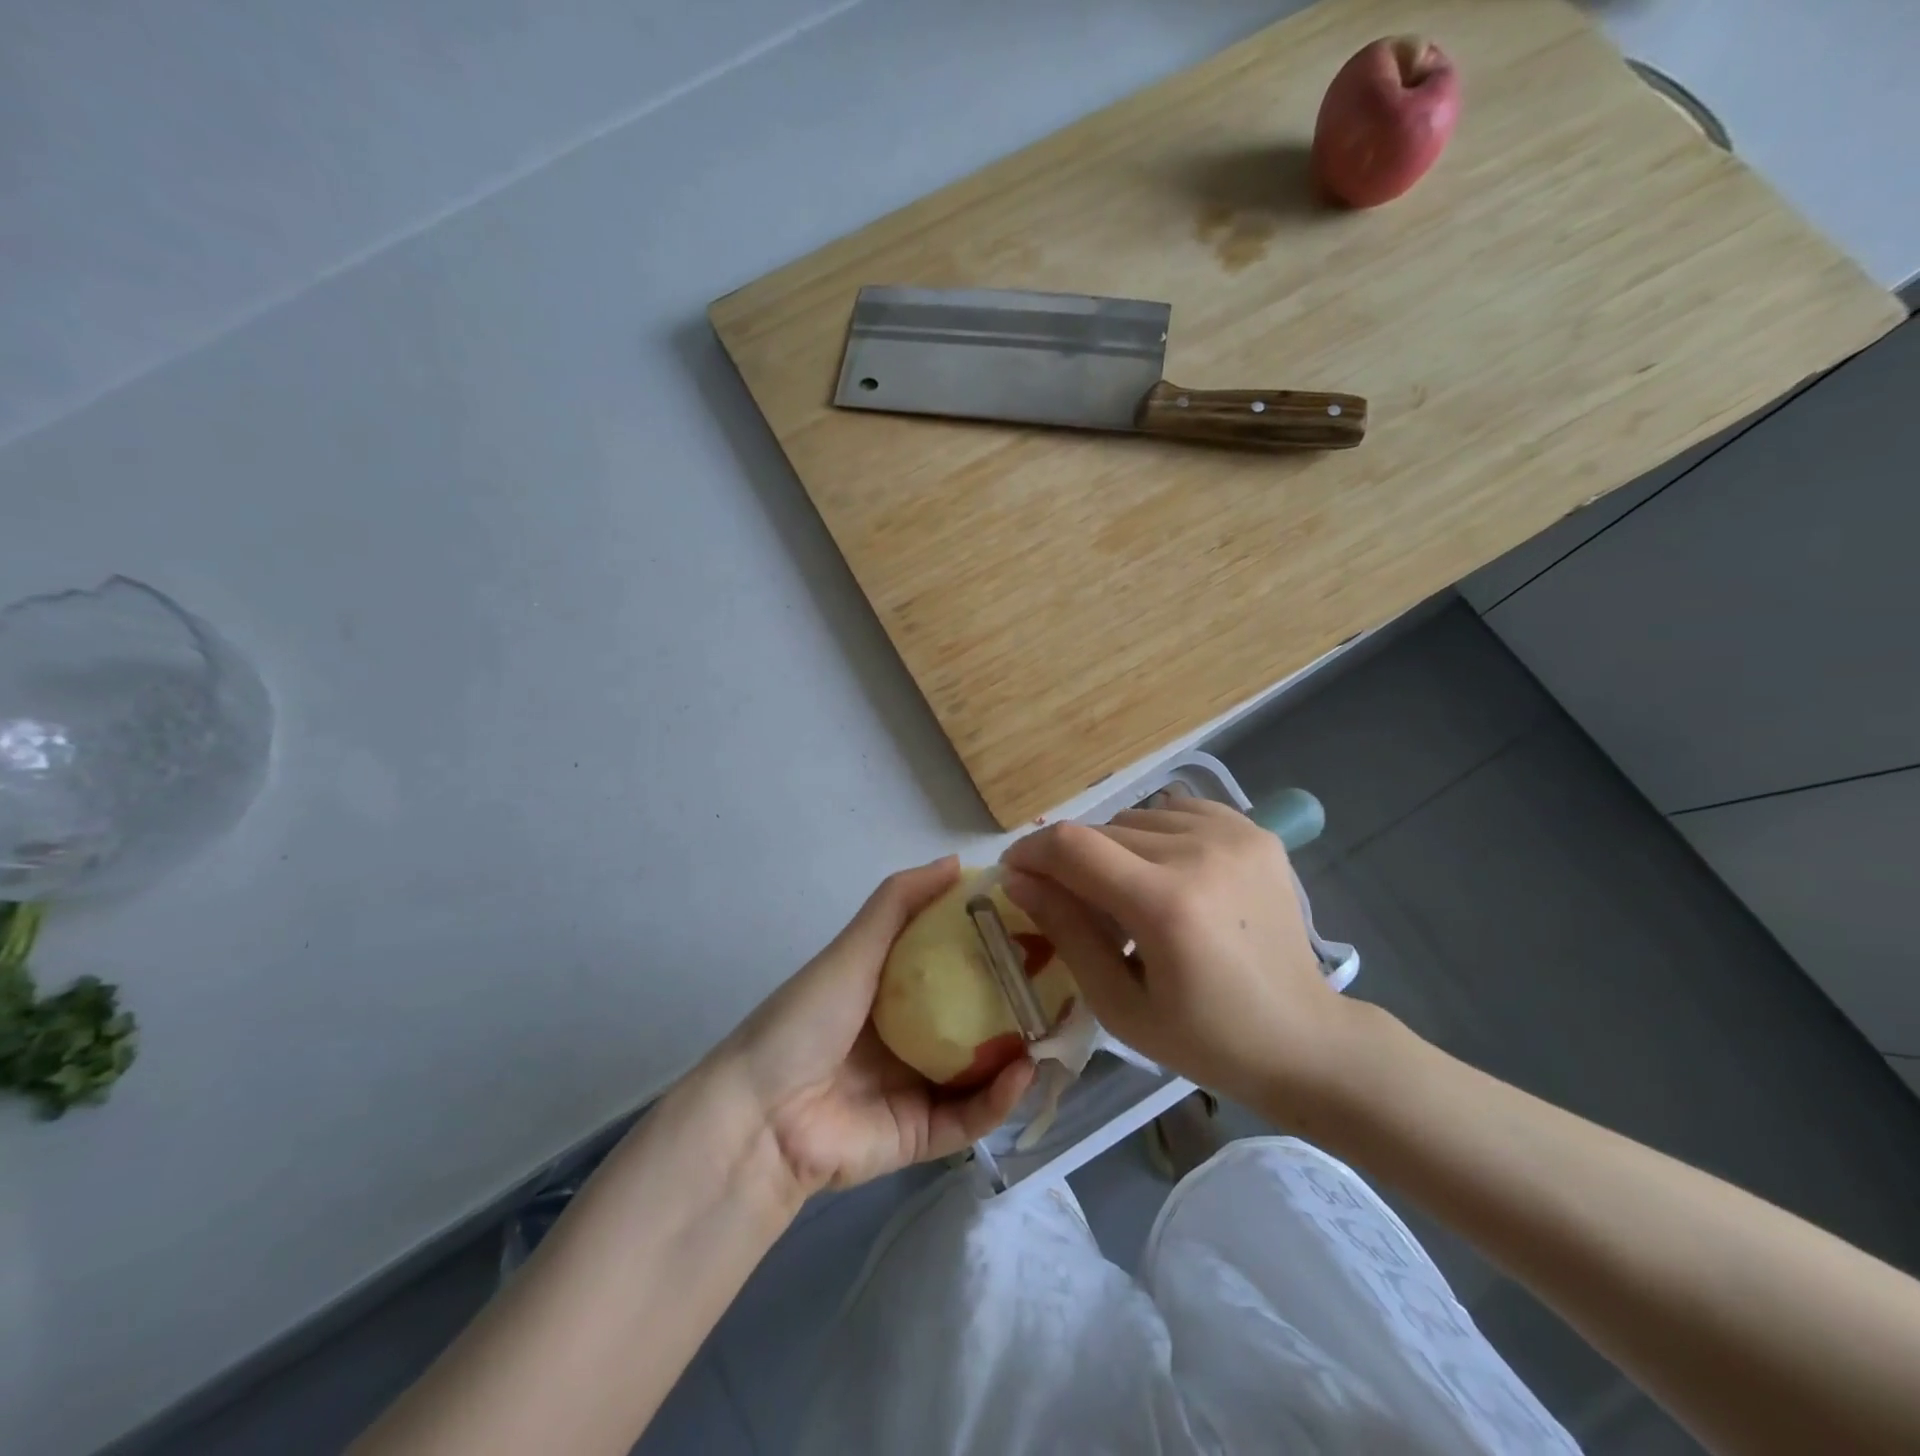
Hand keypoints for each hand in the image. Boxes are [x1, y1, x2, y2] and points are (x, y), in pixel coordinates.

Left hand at [717, 857, 1034, 1198]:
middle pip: (974, 1017)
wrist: (763, 1114)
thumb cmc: (810, 1018)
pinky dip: (1000, 1098)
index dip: (992, 947)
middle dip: (1016, 1002)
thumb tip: (957, 861)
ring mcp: (917, 1087)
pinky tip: (1023, 1070)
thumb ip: (900, 903)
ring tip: (1056, 1027)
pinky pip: (971, 1116)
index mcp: (891, 991)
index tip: (1034, 928)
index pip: (953, 964)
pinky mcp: (921, 1135)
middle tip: (1061, 982)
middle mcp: (909, 1035)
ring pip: (982, 1069)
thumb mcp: (855, 948)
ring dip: (1019, 1051)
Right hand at [1000, 798, 1361, 1119]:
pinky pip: (1177, 811)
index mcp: (1166, 905)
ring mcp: (1234, 835)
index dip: (1031, 852)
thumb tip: (1017, 880)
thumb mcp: (1119, 1004)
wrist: (1304, 1038)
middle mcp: (1200, 853)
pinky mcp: (1254, 831)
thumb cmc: (1205, 1039)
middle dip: (1073, 863)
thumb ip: (1065, 932)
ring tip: (1132, 895)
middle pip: (1101, 831)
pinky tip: (1170, 873)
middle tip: (1080, 907)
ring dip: (1117, 851)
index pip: (1072, 846)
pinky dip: (1157, 835)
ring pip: (1137, 819)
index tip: (1015, 873)